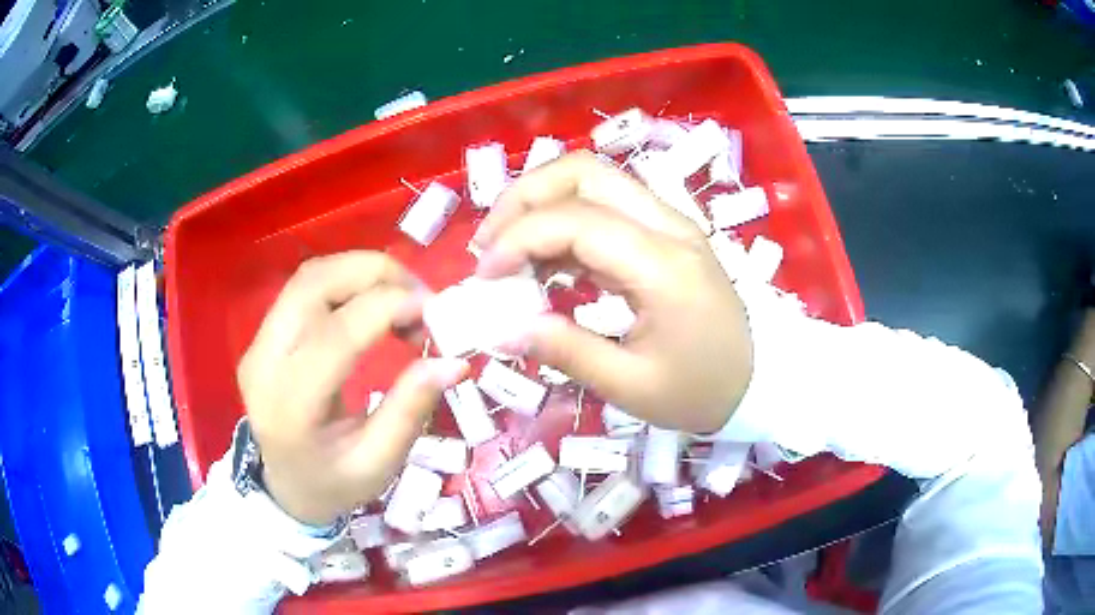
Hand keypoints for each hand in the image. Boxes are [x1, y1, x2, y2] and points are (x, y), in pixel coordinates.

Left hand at [237, 252, 467, 525]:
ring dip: (363, 272)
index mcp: (290, 407)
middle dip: (376, 274)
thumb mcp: (379, 463)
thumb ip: (410, 410)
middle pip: (314, 284)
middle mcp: (264, 362)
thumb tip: (453, 361)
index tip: (435, 313)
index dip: (387, 308)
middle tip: (422, 298)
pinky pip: (306, 287)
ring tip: (403, 298)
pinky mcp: (264, 334)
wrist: (286, 486)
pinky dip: (347, 281)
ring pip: (310, 276)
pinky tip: (374, 303)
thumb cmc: (334, 484)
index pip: (335, 335)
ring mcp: (258, 343)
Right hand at [474, 152, 752, 433]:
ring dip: (540, 203)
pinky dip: (563, 223)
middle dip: (523, 197)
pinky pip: (605, 207)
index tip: (485, 278)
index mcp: (663, 264)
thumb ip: (565, 351)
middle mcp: (667, 225)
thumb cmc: (701, 390)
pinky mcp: (665, 233)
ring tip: (507, 253)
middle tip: (488, 244)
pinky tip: (544, 263)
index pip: (575, 220)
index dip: (518, 239)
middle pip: (583, 171)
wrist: (759, 381)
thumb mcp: (631, 385)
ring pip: (593, 179)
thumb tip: (501, 330)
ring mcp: (669, 223)